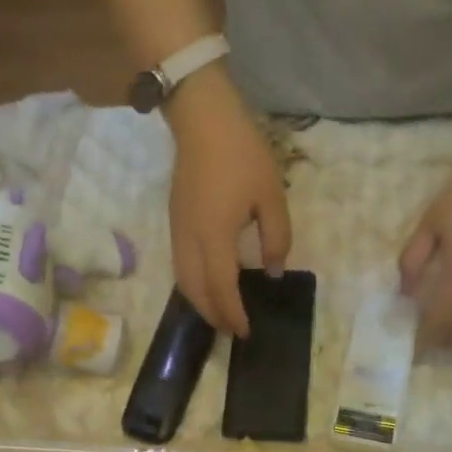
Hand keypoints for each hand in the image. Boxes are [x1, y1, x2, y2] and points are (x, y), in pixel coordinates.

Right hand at [167, 72, 290, 336]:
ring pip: (183, 281)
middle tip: (232, 331)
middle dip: (213, 315)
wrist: (203, 120)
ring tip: (220, 314)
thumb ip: (277, 238)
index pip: (222, 288)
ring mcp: (177, 231)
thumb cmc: (243, 155)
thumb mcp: (272, 196)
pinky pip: (180, 266)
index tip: (246, 331)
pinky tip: (209, 285)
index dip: (233, 313)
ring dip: (200, 303)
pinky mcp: (175, 222)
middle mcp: (190, 240)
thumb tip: (273, 271)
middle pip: (196, 291)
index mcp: (215, 236)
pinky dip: (193, 285)